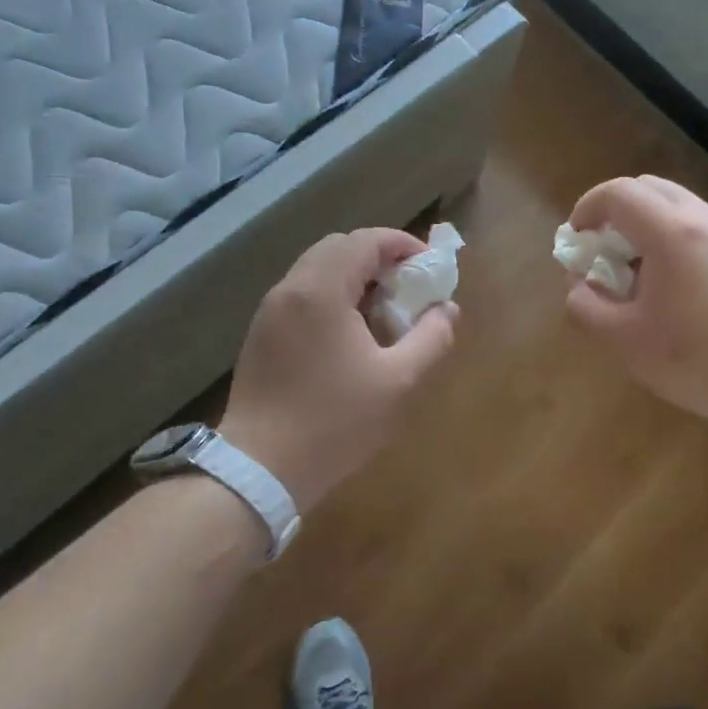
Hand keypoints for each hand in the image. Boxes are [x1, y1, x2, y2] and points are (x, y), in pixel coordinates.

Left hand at [220, 228, 457, 511]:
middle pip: (338, 248)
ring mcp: (270, 311)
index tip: (430, 267)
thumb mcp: (398, 382)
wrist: (259, 468)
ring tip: (384, 311)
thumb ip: (431, 338)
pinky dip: (331, 296)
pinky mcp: (261, 334)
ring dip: (354, 277)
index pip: (365, 240)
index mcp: (321, 290)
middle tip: (408, 287)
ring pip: (317, 270)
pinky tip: (350, 334)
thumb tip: (447, 309)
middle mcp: (290, 288)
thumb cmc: (334, 422)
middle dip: (379, 258)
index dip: (403, 244)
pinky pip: (302, 295)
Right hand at [564, 176, 707, 448]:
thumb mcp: (625, 342)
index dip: (587, 208)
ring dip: (646, 227)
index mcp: (671, 232)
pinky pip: (701, 229)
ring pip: (678, 207)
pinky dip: (674, 241)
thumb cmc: (699, 360)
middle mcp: (704, 220)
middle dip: (615, 212)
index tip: (576, 240)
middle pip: (649, 188)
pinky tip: (676, 290)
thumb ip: (586, 307)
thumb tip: (579, 285)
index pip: (618, 193)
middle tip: (603, 253)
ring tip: (637, 275)